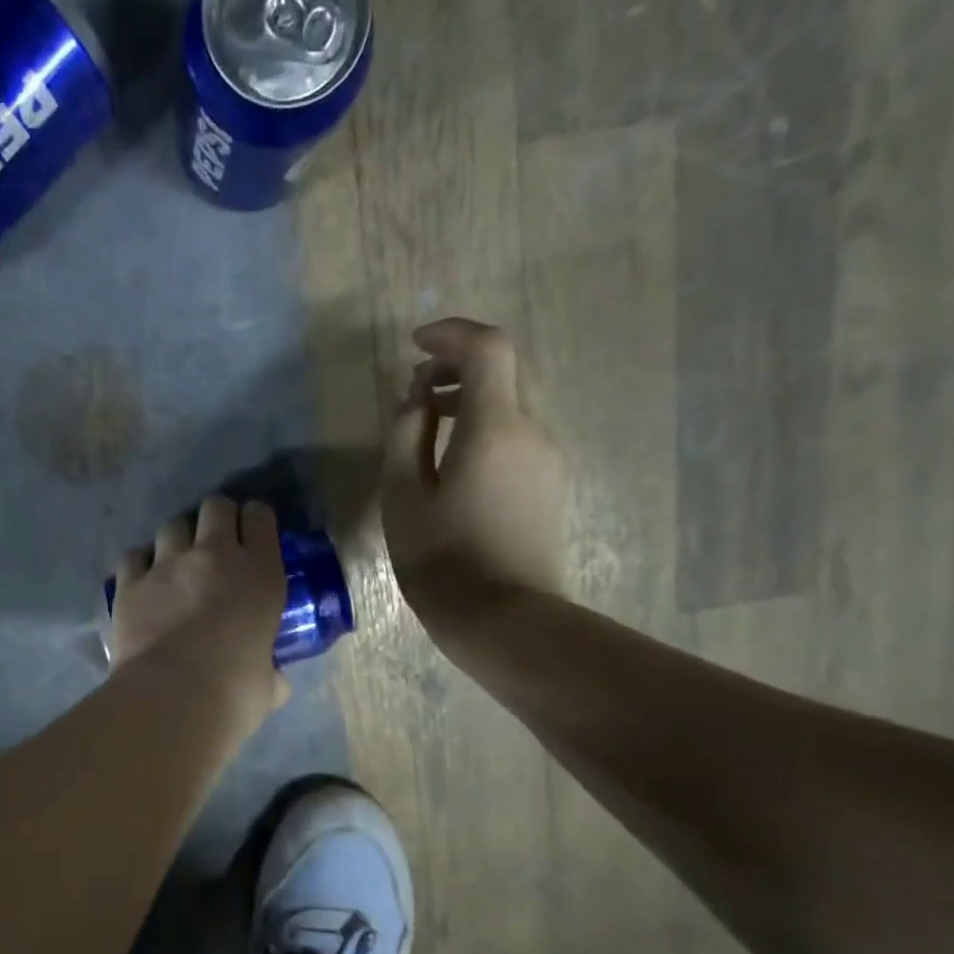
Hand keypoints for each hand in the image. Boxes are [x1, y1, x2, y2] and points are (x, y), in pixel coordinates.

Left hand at [108, 497, 288, 725]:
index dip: (256, 521)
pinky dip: (140, 565)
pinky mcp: (130, 582)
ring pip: (172, 525)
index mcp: (260, 573)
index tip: (253, 536)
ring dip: (178, 540)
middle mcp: (215, 556)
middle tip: (216, 545)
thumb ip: (271, 672)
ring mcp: (168, 564)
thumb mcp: (268, 682)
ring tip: (177, 565)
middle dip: (217, 519)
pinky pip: (134, 556)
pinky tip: (143, 583)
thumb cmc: (234, 692)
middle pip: (215, 506)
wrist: (172, 698)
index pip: (260, 517)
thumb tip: (275, 681)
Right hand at [381, 318, 565, 616]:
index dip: (452, 334)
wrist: (505, 619)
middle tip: (414, 394)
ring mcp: (547, 461)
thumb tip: (419, 399)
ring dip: (469, 404)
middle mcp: (532, 432)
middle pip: (502, 375)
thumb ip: (407, 435)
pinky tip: (454, 467)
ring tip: (427, 431)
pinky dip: (484, 433)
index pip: (488, 348)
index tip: (415, 345)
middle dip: (456, 370)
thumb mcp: (404, 496)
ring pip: (509, 409)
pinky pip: (516, 440)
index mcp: (495, 427)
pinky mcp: (549, 487)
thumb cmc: (443, 558)